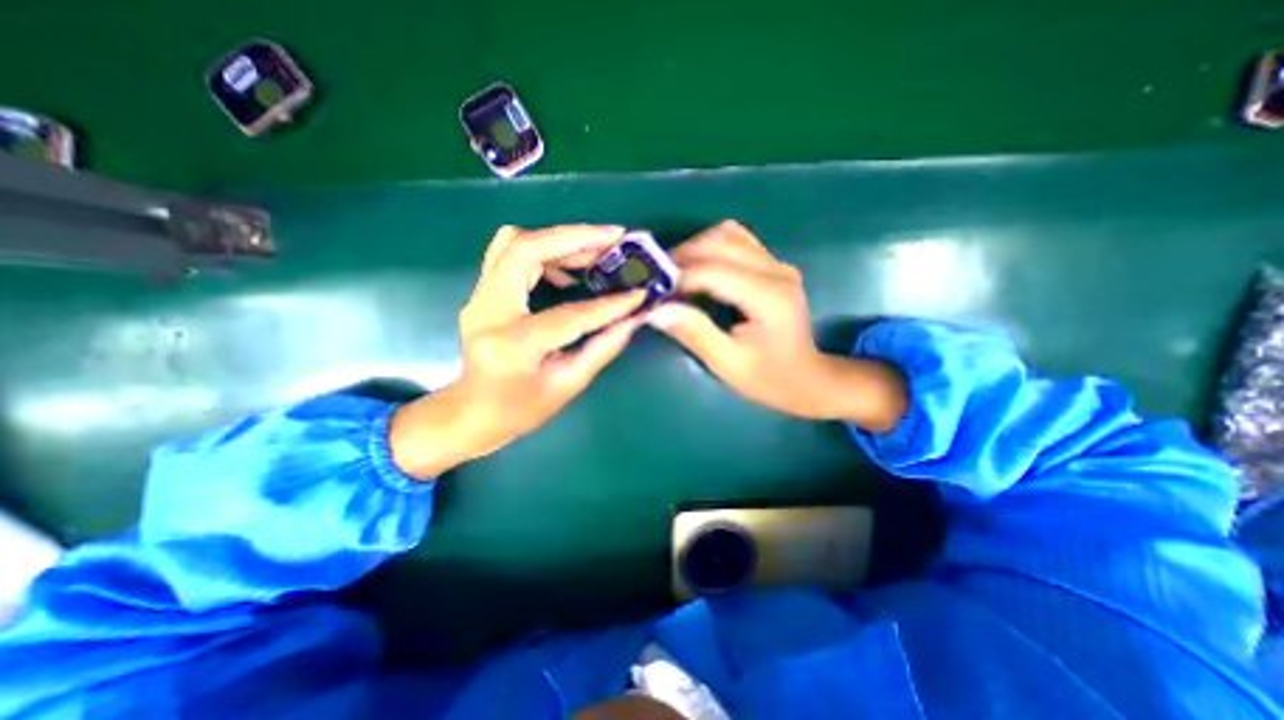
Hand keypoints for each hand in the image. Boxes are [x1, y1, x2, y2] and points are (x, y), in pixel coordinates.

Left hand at [388, 225, 648, 478]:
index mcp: (512, 345)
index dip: (609, 305)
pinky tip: (568, 271)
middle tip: (615, 238)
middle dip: (575, 237)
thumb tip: (634, 318)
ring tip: (597, 251)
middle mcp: (487, 311)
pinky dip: (544, 251)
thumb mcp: (568, 384)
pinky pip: (510, 253)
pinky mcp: (482, 292)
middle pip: (525, 249)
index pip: (569, 315)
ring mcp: (479, 297)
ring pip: (514, 242)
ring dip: (560, 240)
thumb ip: (603, 347)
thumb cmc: (521, 409)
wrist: (472, 411)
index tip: (641, 293)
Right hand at [641, 222, 899, 429]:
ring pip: (728, 234)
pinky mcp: (773, 265)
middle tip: (657, 281)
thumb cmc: (769, 378)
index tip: (652, 294)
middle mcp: (776, 270)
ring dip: (695, 248)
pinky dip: (711, 248)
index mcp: (769, 296)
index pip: (712, 271)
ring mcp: (777, 264)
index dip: (677, 279)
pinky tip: (698, 268)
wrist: (808, 378)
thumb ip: (695, 333)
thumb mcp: (729, 364)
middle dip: (681, 257)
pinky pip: (737, 240)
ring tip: (674, 273)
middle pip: (719, 242)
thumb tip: (655, 310)